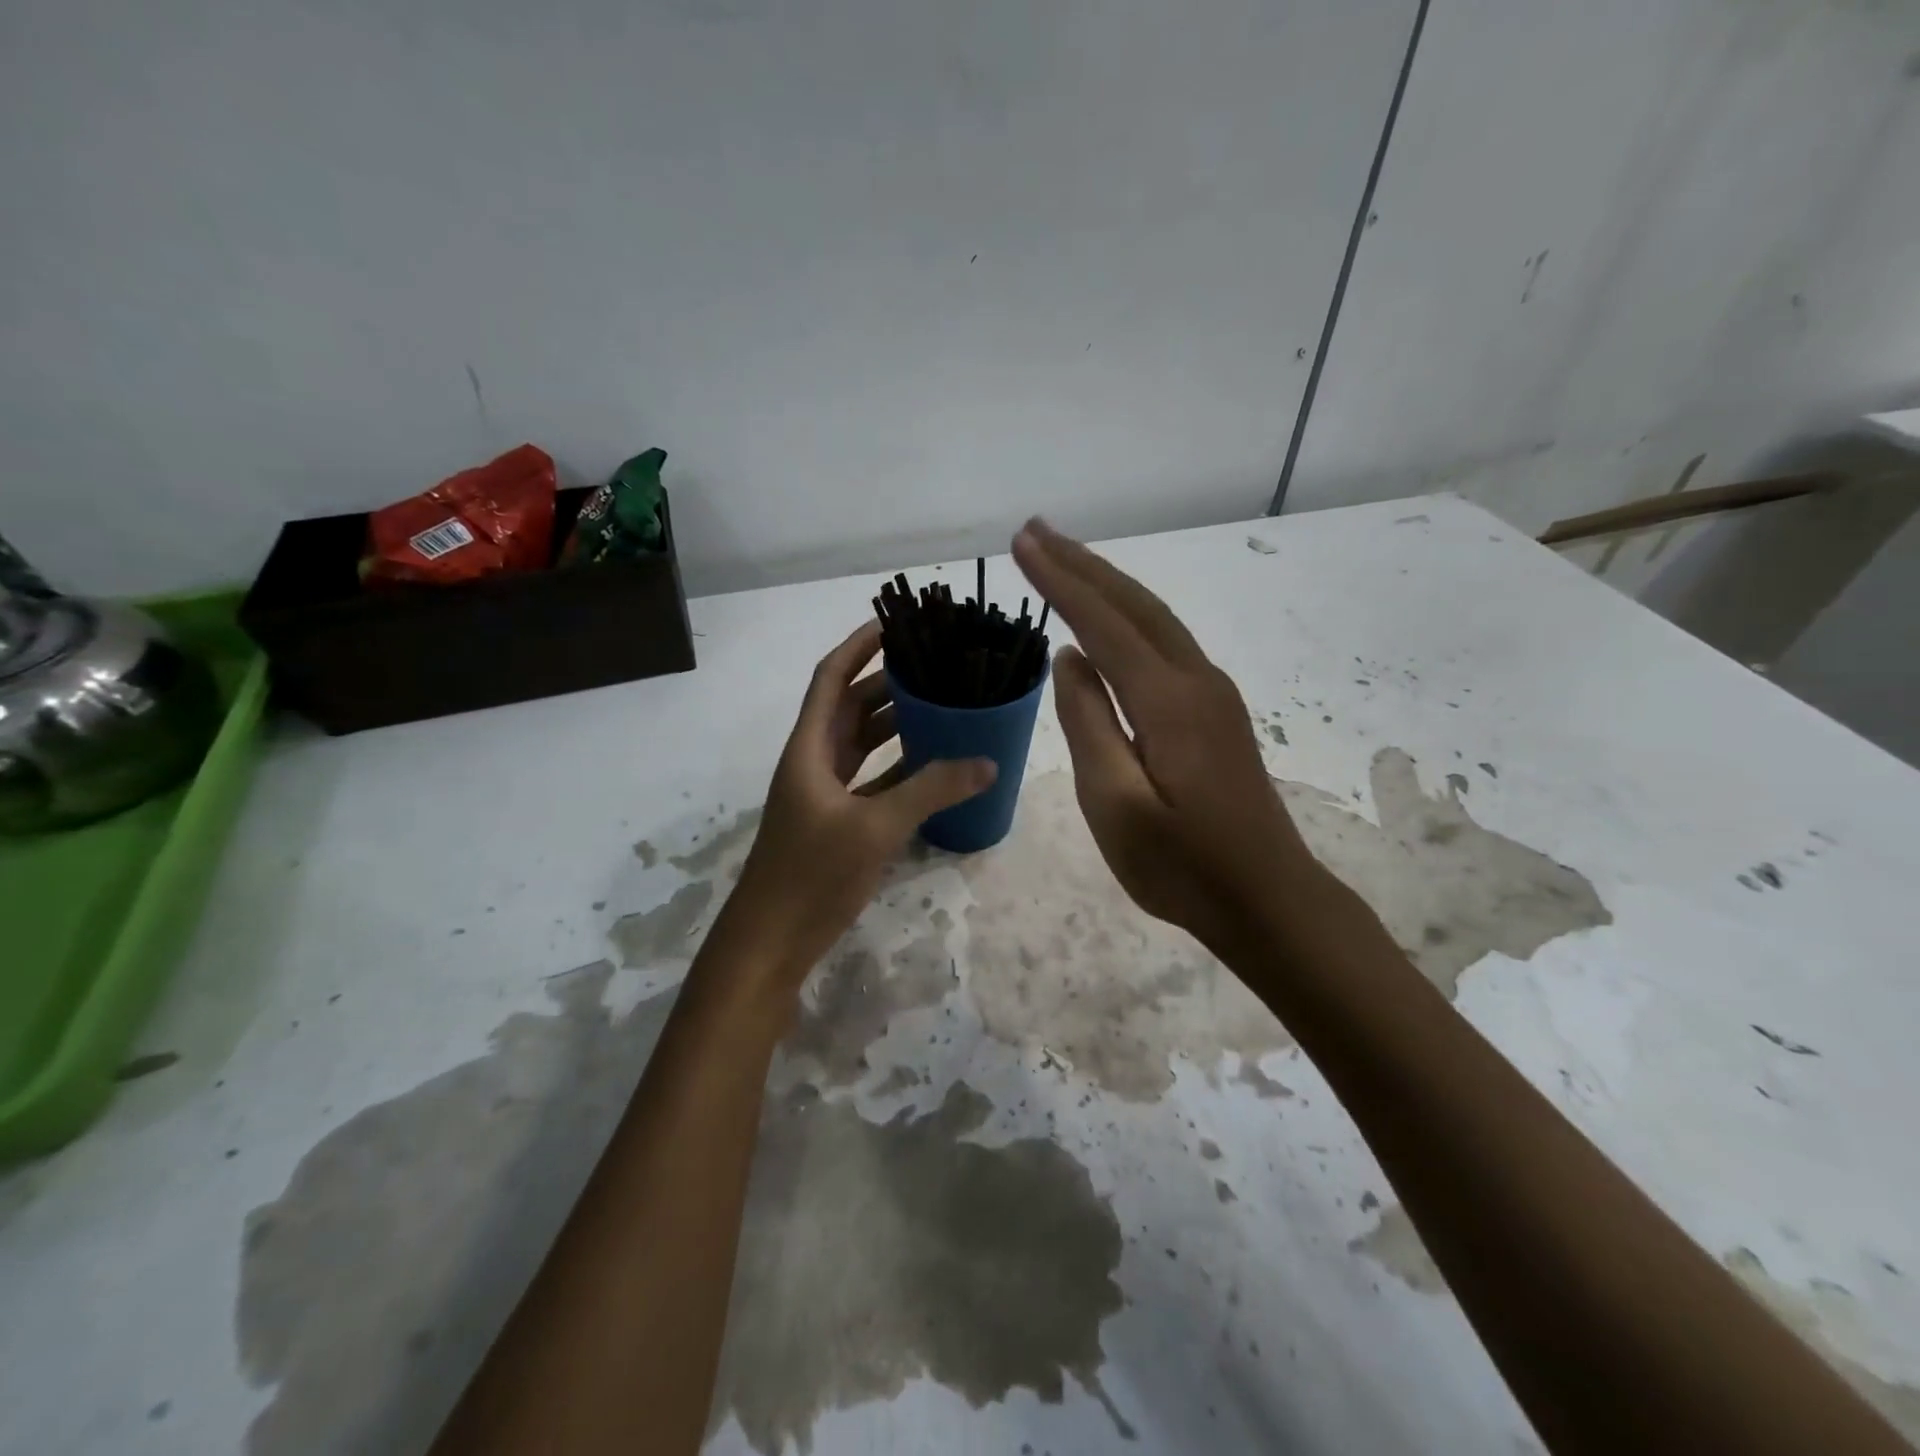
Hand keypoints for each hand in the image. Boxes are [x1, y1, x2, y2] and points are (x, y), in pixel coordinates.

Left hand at [724, 621, 995, 990]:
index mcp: (810, 747)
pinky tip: (935, 764)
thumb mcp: (874, 827)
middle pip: (852, 705)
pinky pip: (873, 777)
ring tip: (944, 705)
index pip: (832, 677)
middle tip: (937, 664)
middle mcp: (815, 760)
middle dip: (889, 681)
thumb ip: (930, 791)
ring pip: (864, 742)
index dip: (858, 645)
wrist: (771, 941)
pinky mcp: (838, 821)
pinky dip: (900, 766)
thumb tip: (987, 761)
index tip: (895, 622)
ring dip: (897, 723)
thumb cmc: (811, 875)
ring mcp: (825, 792)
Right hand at [1011, 518, 1317, 956]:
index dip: (1059, 581)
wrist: (1268, 899)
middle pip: (1135, 604)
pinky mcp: (1216, 711)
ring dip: (1107, 583)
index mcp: (1168, 701)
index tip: (1021, 544)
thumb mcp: (1115, 804)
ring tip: (1063, 560)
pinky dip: (1129, 616)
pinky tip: (1108, 621)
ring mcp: (1213, 694)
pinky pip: (1165, 644)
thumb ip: (1088, 724)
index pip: (1102, 623)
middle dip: (1083, 564)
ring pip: (1155, 619)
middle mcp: (1196, 680)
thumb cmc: (1183, 866)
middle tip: (1035, 531)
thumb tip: (1069, 659)